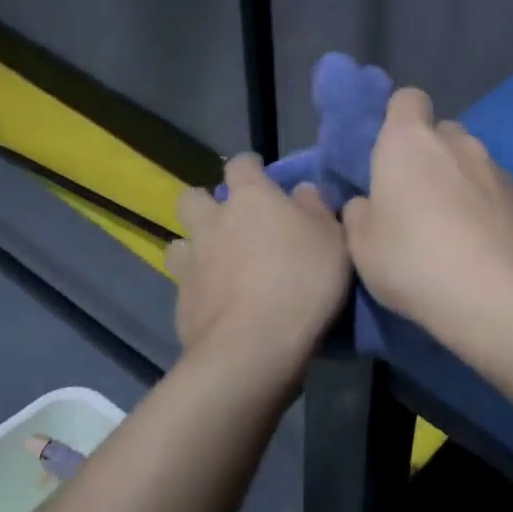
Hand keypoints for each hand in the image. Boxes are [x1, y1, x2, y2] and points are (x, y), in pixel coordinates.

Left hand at [165, 153, 350, 382]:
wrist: (254, 346)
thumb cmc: (302, 281)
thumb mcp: (333, 239)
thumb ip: (316, 208)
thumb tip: (301, 191)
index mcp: (250, 198)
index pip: (240, 165)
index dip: (249, 167)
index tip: (260, 174)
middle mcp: (212, 222)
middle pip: (193, 198)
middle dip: (206, 204)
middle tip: (229, 222)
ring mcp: (190, 263)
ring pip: (179, 242)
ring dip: (194, 248)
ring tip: (216, 266)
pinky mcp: (180, 302)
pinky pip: (184, 285)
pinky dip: (198, 289)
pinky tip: (217, 305)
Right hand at [342, 88, 512, 336]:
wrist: (499, 295)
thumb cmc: (414, 261)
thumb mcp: (362, 247)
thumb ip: (359, 215)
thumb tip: (366, 204)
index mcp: (409, 143)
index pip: (407, 99)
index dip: (398, 118)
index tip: (390, 151)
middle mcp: (459, 144)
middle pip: (443, 133)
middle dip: (431, 156)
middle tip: (417, 199)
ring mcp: (500, 171)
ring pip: (475, 166)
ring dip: (463, 186)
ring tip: (455, 233)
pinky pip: (501, 197)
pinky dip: (491, 213)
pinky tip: (486, 251)